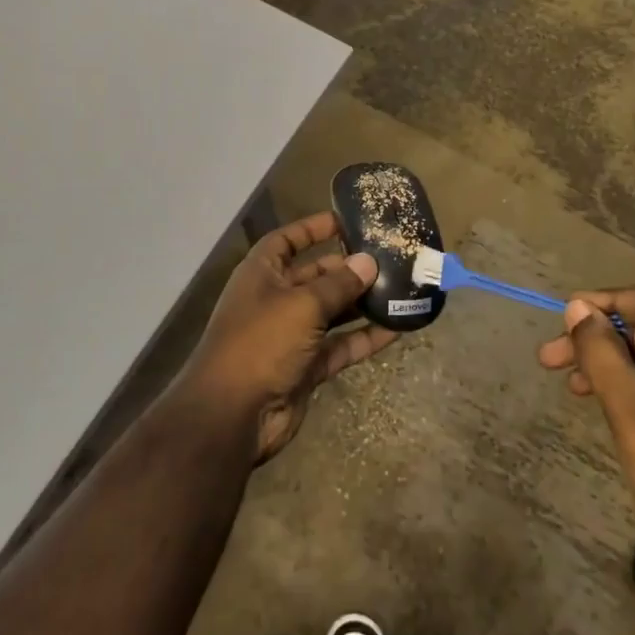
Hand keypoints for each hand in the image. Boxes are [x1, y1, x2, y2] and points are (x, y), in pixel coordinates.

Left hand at [180, 211, 396, 464]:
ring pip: (332, 311)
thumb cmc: (261, 342)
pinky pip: (341, 345)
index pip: (287, 241)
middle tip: (389, 258)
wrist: (234, 414)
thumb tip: (369, 262)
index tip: (346, 221)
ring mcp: (291, 335)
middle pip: (315, 276)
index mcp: (262, 274)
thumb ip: (338, 284)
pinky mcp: (307, 366)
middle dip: (348, 267)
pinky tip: (398, 327)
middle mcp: (275, 300)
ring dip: (361, 302)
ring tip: (400, 288)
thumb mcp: (302, 305)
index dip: (312, 229)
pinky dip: (365, 337)